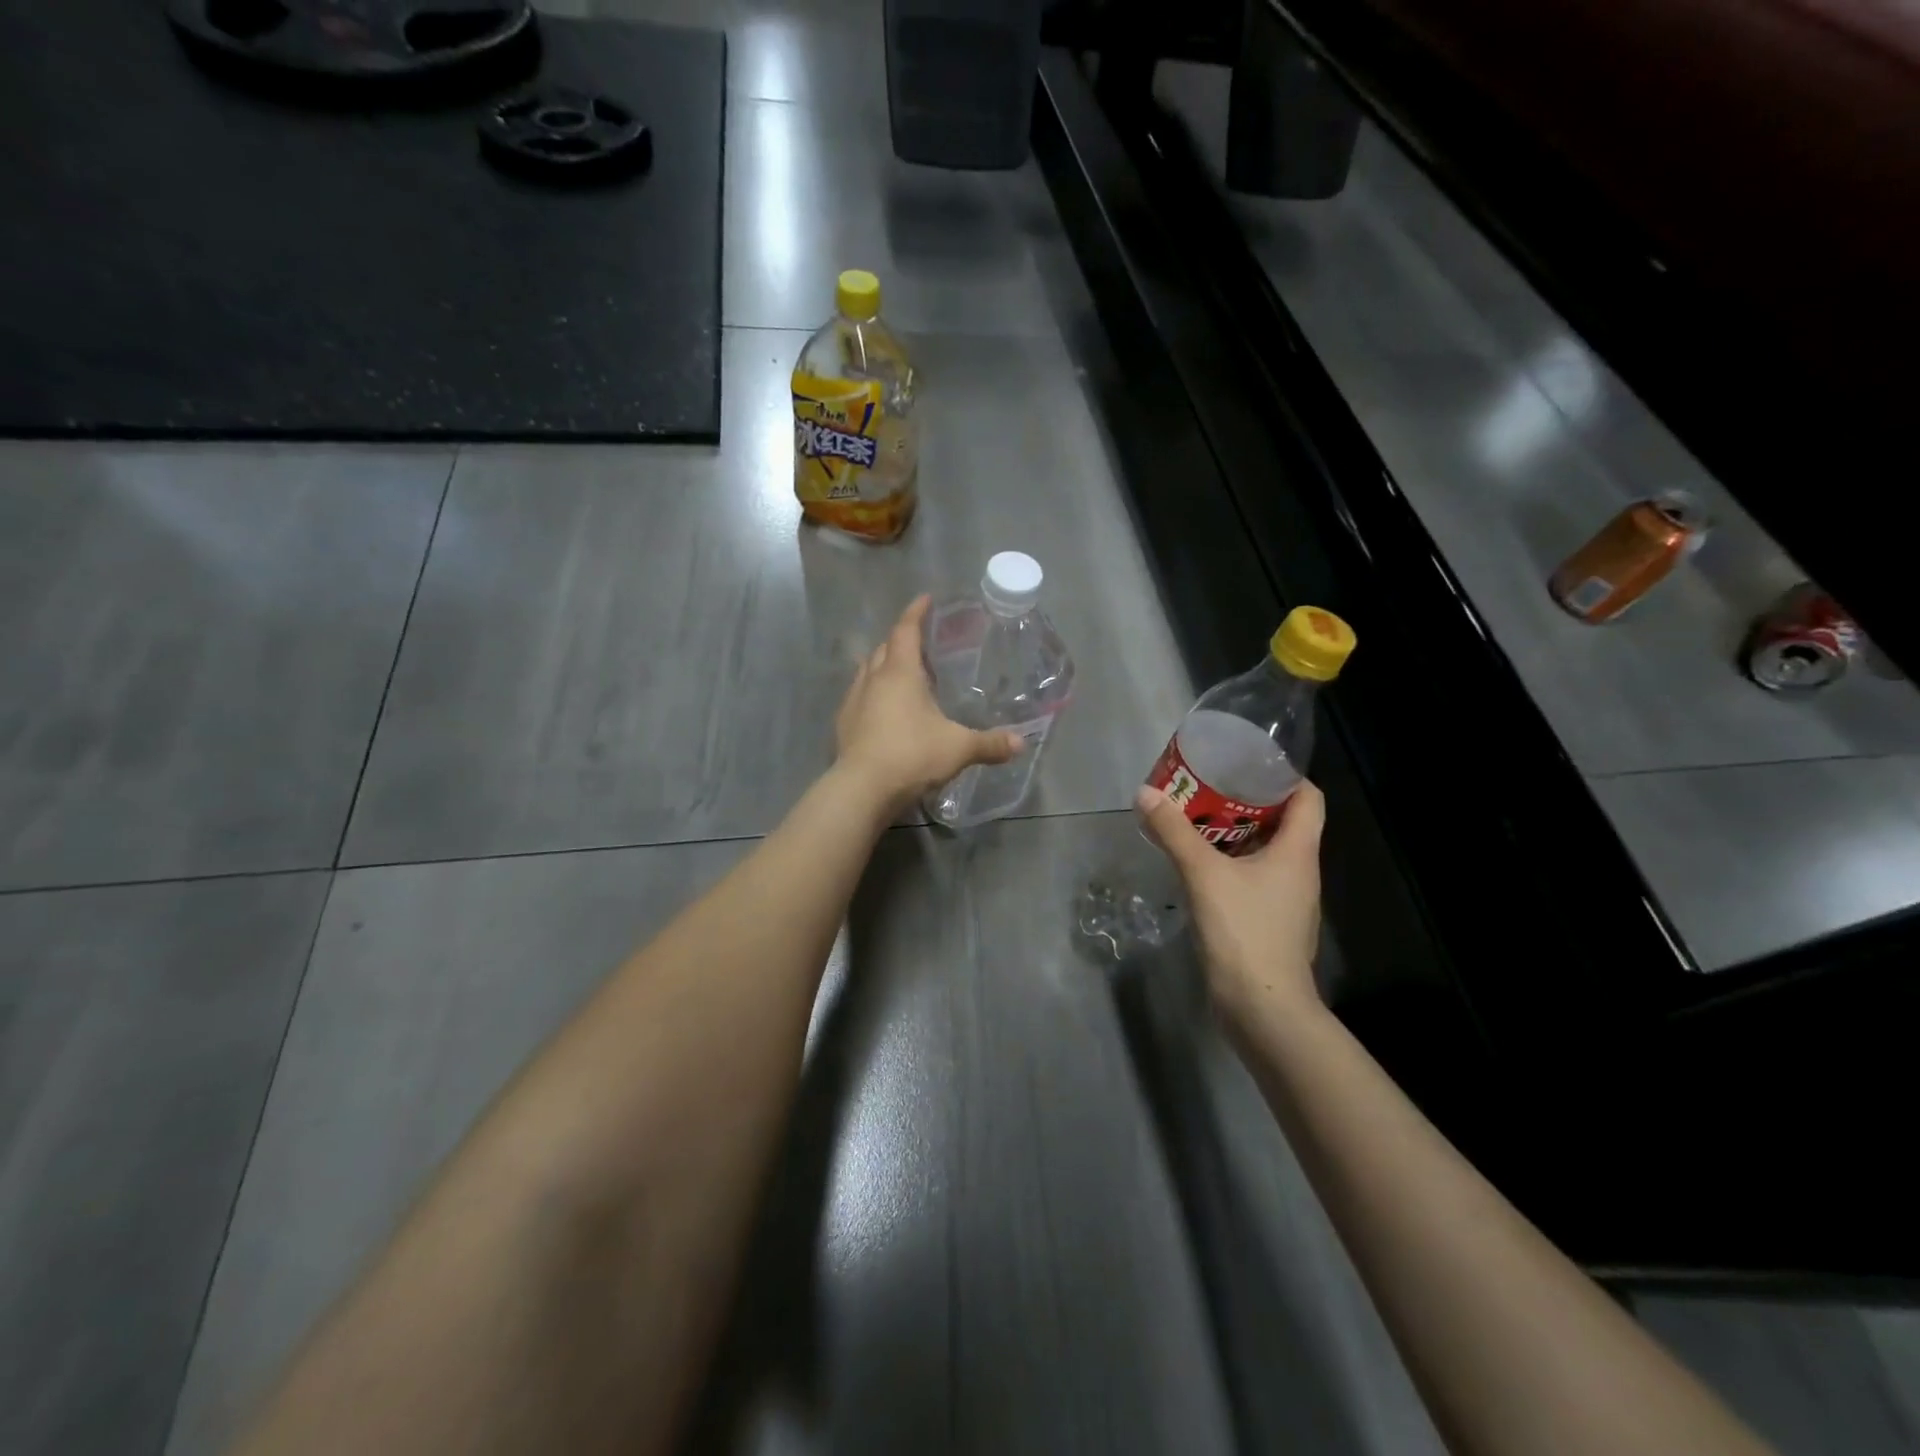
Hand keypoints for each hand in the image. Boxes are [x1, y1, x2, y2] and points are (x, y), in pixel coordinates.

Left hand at [834, 595, 1023, 813]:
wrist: (862, 789)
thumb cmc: (912, 755)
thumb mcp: (958, 748)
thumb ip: (990, 744)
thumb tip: (1021, 744)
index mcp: (899, 673)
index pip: (905, 630)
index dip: (916, 612)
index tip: (926, 599)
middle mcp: (872, 679)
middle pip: (884, 648)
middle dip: (901, 640)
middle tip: (920, 642)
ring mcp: (853, 702)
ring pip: (867, 672)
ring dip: (883, 666)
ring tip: (903, 674)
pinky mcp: (843, 726)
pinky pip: (859, 698)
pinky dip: (873, 695)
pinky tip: (884, 710)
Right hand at [1135, 780, 1326, 1028]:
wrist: (1262, 1006)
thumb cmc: (1245, 931)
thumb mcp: (1204, 874)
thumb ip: (1174, 832)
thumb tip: (1146, 793)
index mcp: (1299, 852)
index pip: (1308, 798)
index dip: (1284, 775)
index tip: (1246, 763)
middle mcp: (1300, 871)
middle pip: (1283, 822)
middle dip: (1246, 801)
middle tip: (1207, 787)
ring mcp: (1286, 900)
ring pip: (1265, 852)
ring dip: (1234, 834)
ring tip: (1195, 819)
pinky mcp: (1269, 922)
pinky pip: (1253, 878)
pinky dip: (1230, 863)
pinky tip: (1198, 865)